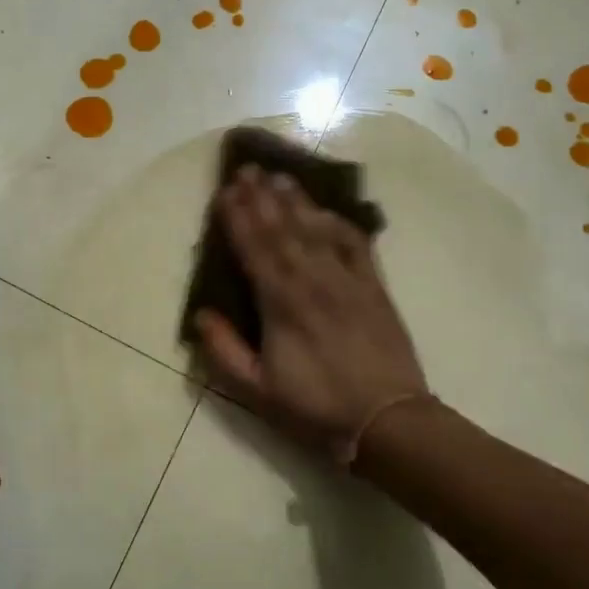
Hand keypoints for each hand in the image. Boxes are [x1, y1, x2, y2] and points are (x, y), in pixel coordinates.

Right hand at [194, 166, 429, 459]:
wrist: (388, 420)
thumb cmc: (316, 408)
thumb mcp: (258, 391)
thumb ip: (225, 351)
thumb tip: (201, 314)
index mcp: (281, 304)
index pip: (254, 249)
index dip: (237, 218)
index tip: (224, 191)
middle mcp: (312, 281)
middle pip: (282, 229)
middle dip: (261, 197)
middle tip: (247, 168)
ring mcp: (347, 280)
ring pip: (316, 229)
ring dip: (295, 201)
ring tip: (279, 176)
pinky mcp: (374, 286)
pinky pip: (355, 244)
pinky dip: (339, 223)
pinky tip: (326, 210)